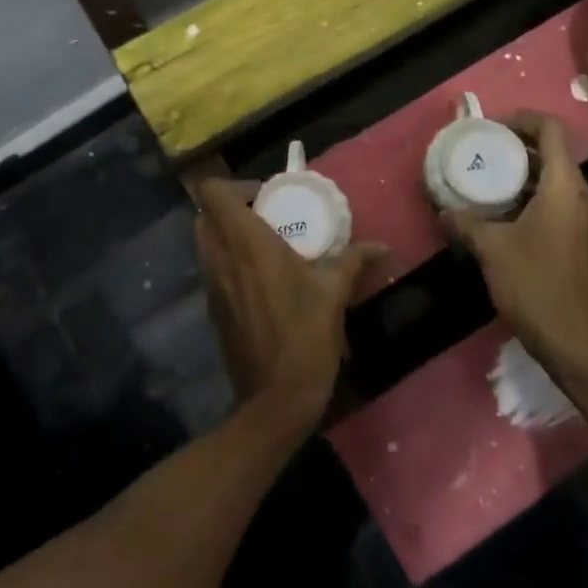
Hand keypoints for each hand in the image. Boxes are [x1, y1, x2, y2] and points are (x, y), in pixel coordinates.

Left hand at [196, 178, 383, 422]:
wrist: (274, 400)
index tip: (267, 198)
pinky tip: (262, 282)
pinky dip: (229, 264)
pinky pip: (213, 271)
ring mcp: (211, 286)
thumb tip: (381, 246)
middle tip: (267, 218)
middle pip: (205, 215)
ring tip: (266, 248)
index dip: (235, 186)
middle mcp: (220, 258)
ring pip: (205, 244)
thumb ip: (354, 261)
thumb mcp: (334, 294)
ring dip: (228, 236)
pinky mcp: (213, 310)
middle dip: (230, 209)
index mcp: (245, 243)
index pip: (213, 192)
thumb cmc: (305, 337)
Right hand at [441, 113, 587, 375]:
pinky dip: (529, 192)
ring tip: (486, 175)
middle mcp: (581, 195)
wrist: (571, 338)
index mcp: (564, 187)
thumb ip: (465, 222)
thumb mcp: (491, 249)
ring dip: (522, 170)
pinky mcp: (578, 236)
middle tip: (482, 148)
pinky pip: (555, 198)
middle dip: (517, 144)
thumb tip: (443, 209)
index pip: (552, 130)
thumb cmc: (534, 284)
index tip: (492, 127)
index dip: (523, 119)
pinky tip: (501, 209)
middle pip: (553, 150)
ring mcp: (583, 217)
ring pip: (554, 176)